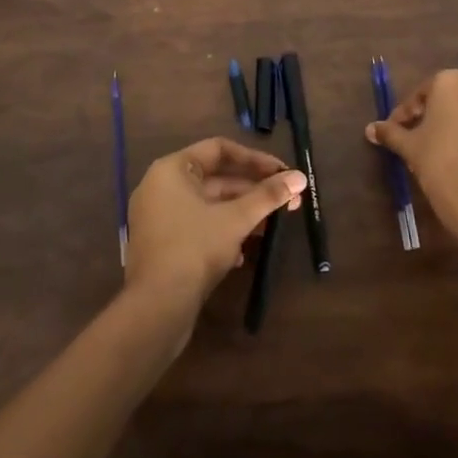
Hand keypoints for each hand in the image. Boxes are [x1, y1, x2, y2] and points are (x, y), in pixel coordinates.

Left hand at [124, 137, 306, 313]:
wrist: (156, 308)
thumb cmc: (194, 248)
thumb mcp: (236, 219)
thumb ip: (268, 196)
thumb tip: (300, 178)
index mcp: (171, 169)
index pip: (218, 149)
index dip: (253, 158)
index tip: (281, 172)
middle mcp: (161, 187)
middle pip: (216, 179)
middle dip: (253, 190)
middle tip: (287, 200)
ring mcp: (159, 218)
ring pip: (209, 206)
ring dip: (242, 213)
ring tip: (272, 225)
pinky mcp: (163, 245)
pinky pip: (198, 227)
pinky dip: (222, 232)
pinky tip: (244, 253)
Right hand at [366, 69, 457, 241]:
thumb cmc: (440, 164)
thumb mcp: (410, 147)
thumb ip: (391, 133)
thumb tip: (371, 129)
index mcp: (451, 81)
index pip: (421, 94)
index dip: (405, 113)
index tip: (394, 130)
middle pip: (448, 97)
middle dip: (431, 114)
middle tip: (415, 136)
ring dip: (454, 122)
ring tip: (440, 147)